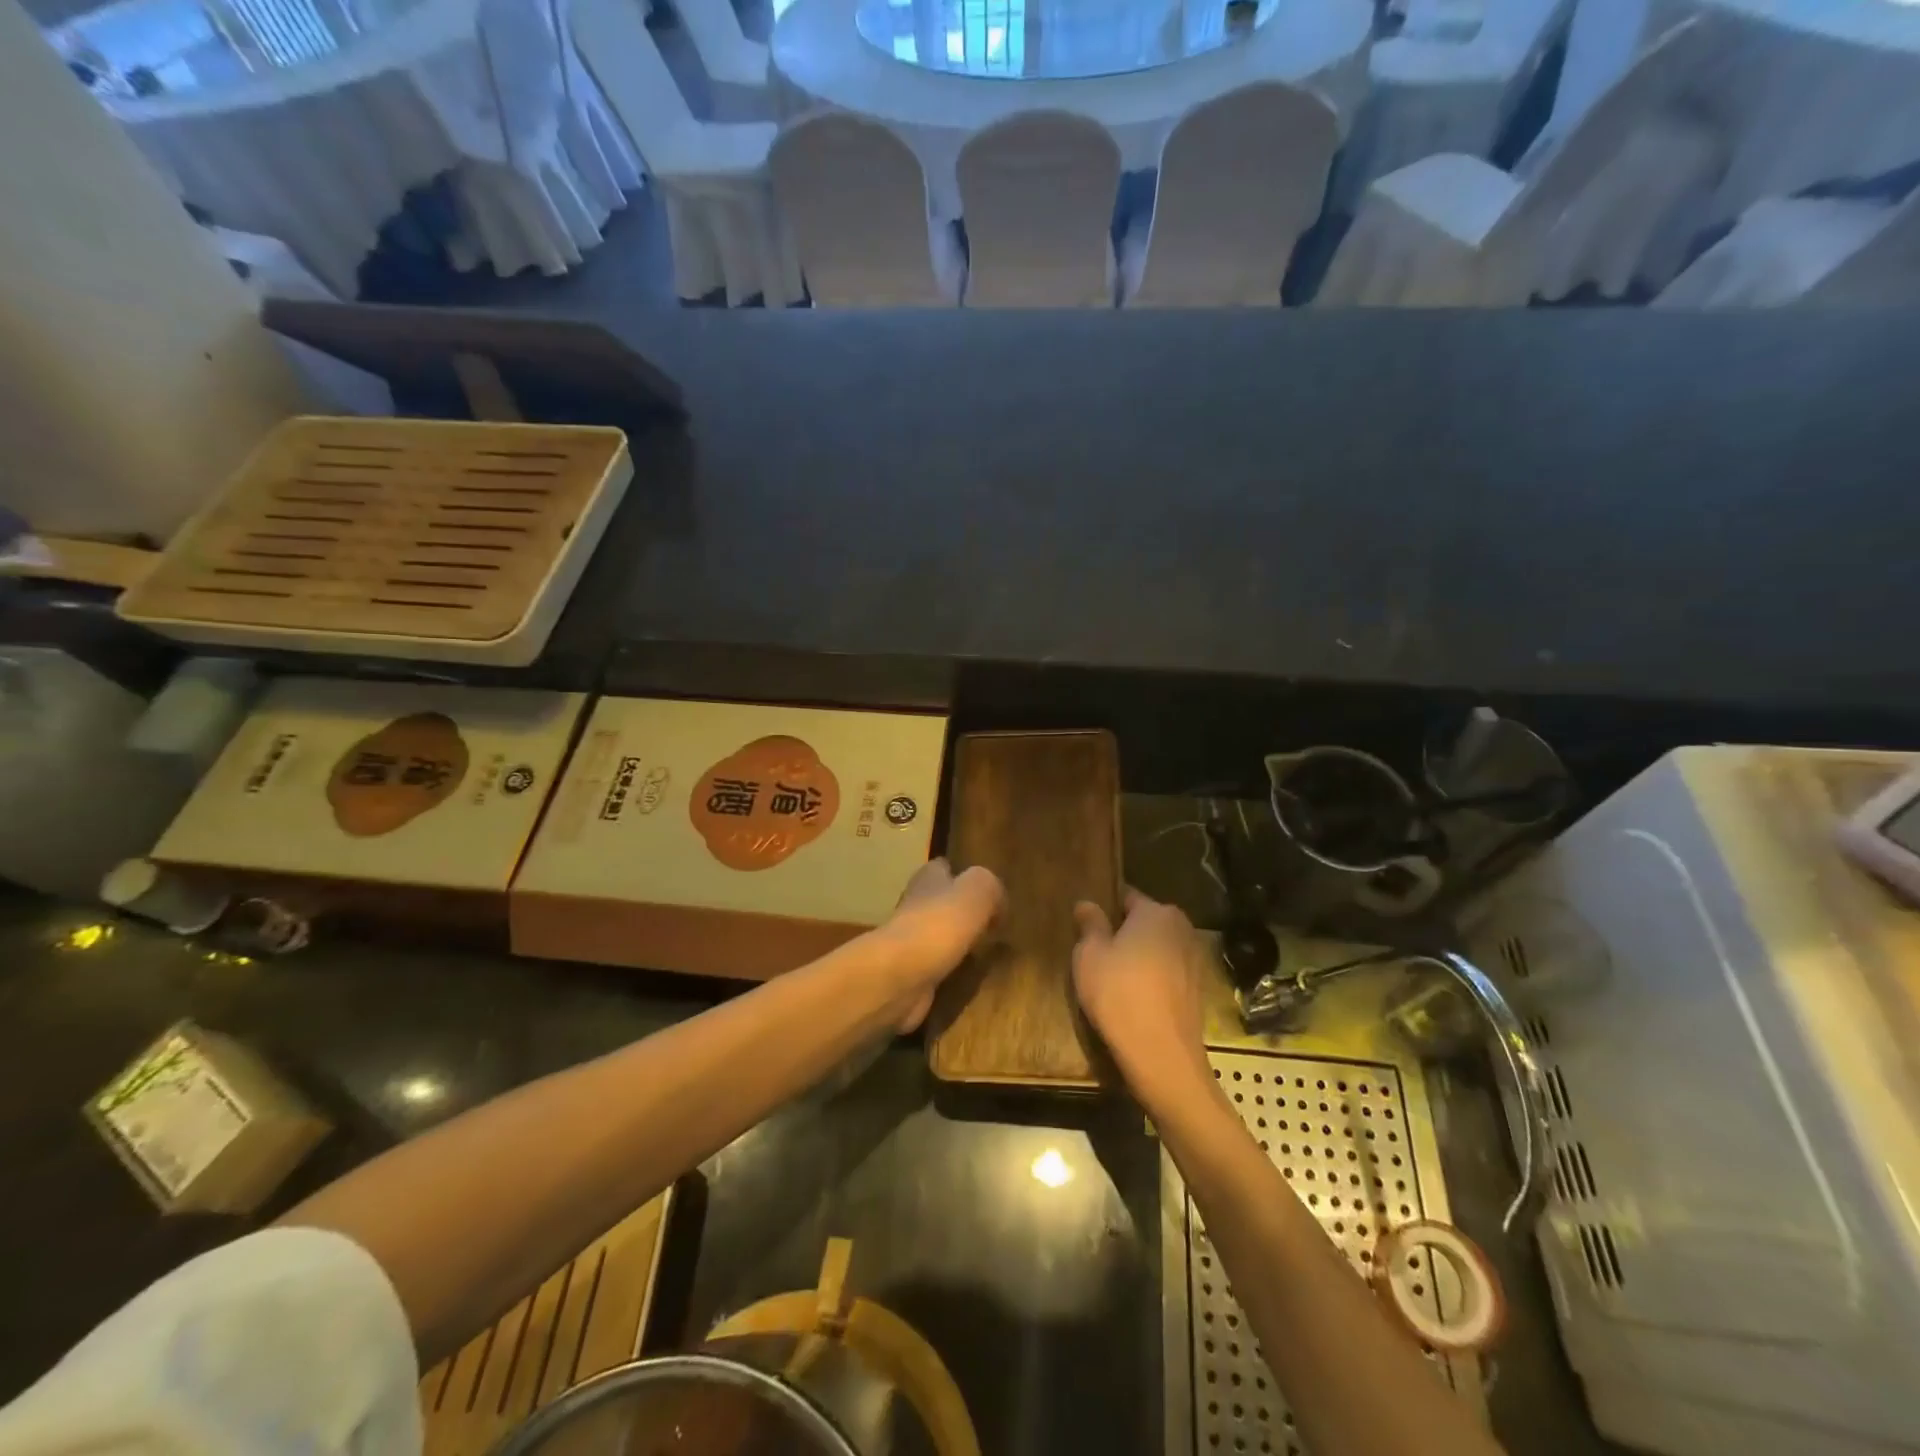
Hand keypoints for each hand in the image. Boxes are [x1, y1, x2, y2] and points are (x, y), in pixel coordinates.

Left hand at [871, 859, 1003, 1031]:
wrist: (901, 976)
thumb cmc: (939, 924)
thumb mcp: (978, 890)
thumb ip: (991, 887)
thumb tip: (997, 902)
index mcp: (928, 878)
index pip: (944, 867)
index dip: (963, 873)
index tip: (985, 888)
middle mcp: (915, 905)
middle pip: (940, 901)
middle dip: (961, 909)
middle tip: (992, 922)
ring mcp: (910, 941)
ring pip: (938, 934)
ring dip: (957, 940)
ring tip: (986, 950)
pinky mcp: (911, 972)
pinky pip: (936, 965)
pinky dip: (951, 968)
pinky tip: (969, 975)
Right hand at [1073, 889, 1213, 1111]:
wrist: (1162, 1055)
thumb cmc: (1119, 994)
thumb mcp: (1089, 955)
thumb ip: (1090, 924)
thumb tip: (1088, 904)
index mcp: (1157, 912)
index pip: (1126, 897)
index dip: (1104, 909)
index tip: (1086, 925)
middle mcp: (1182, 928)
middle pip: (1144, 922)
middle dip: (1123, 933)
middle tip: (1095, 953)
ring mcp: (1194, 960)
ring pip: (1157, 948)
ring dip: (1138, 957)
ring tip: (1112, 978)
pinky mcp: (1198, 989)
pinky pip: (1167, 973)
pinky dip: (1152, 979)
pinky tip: (1133, 998)